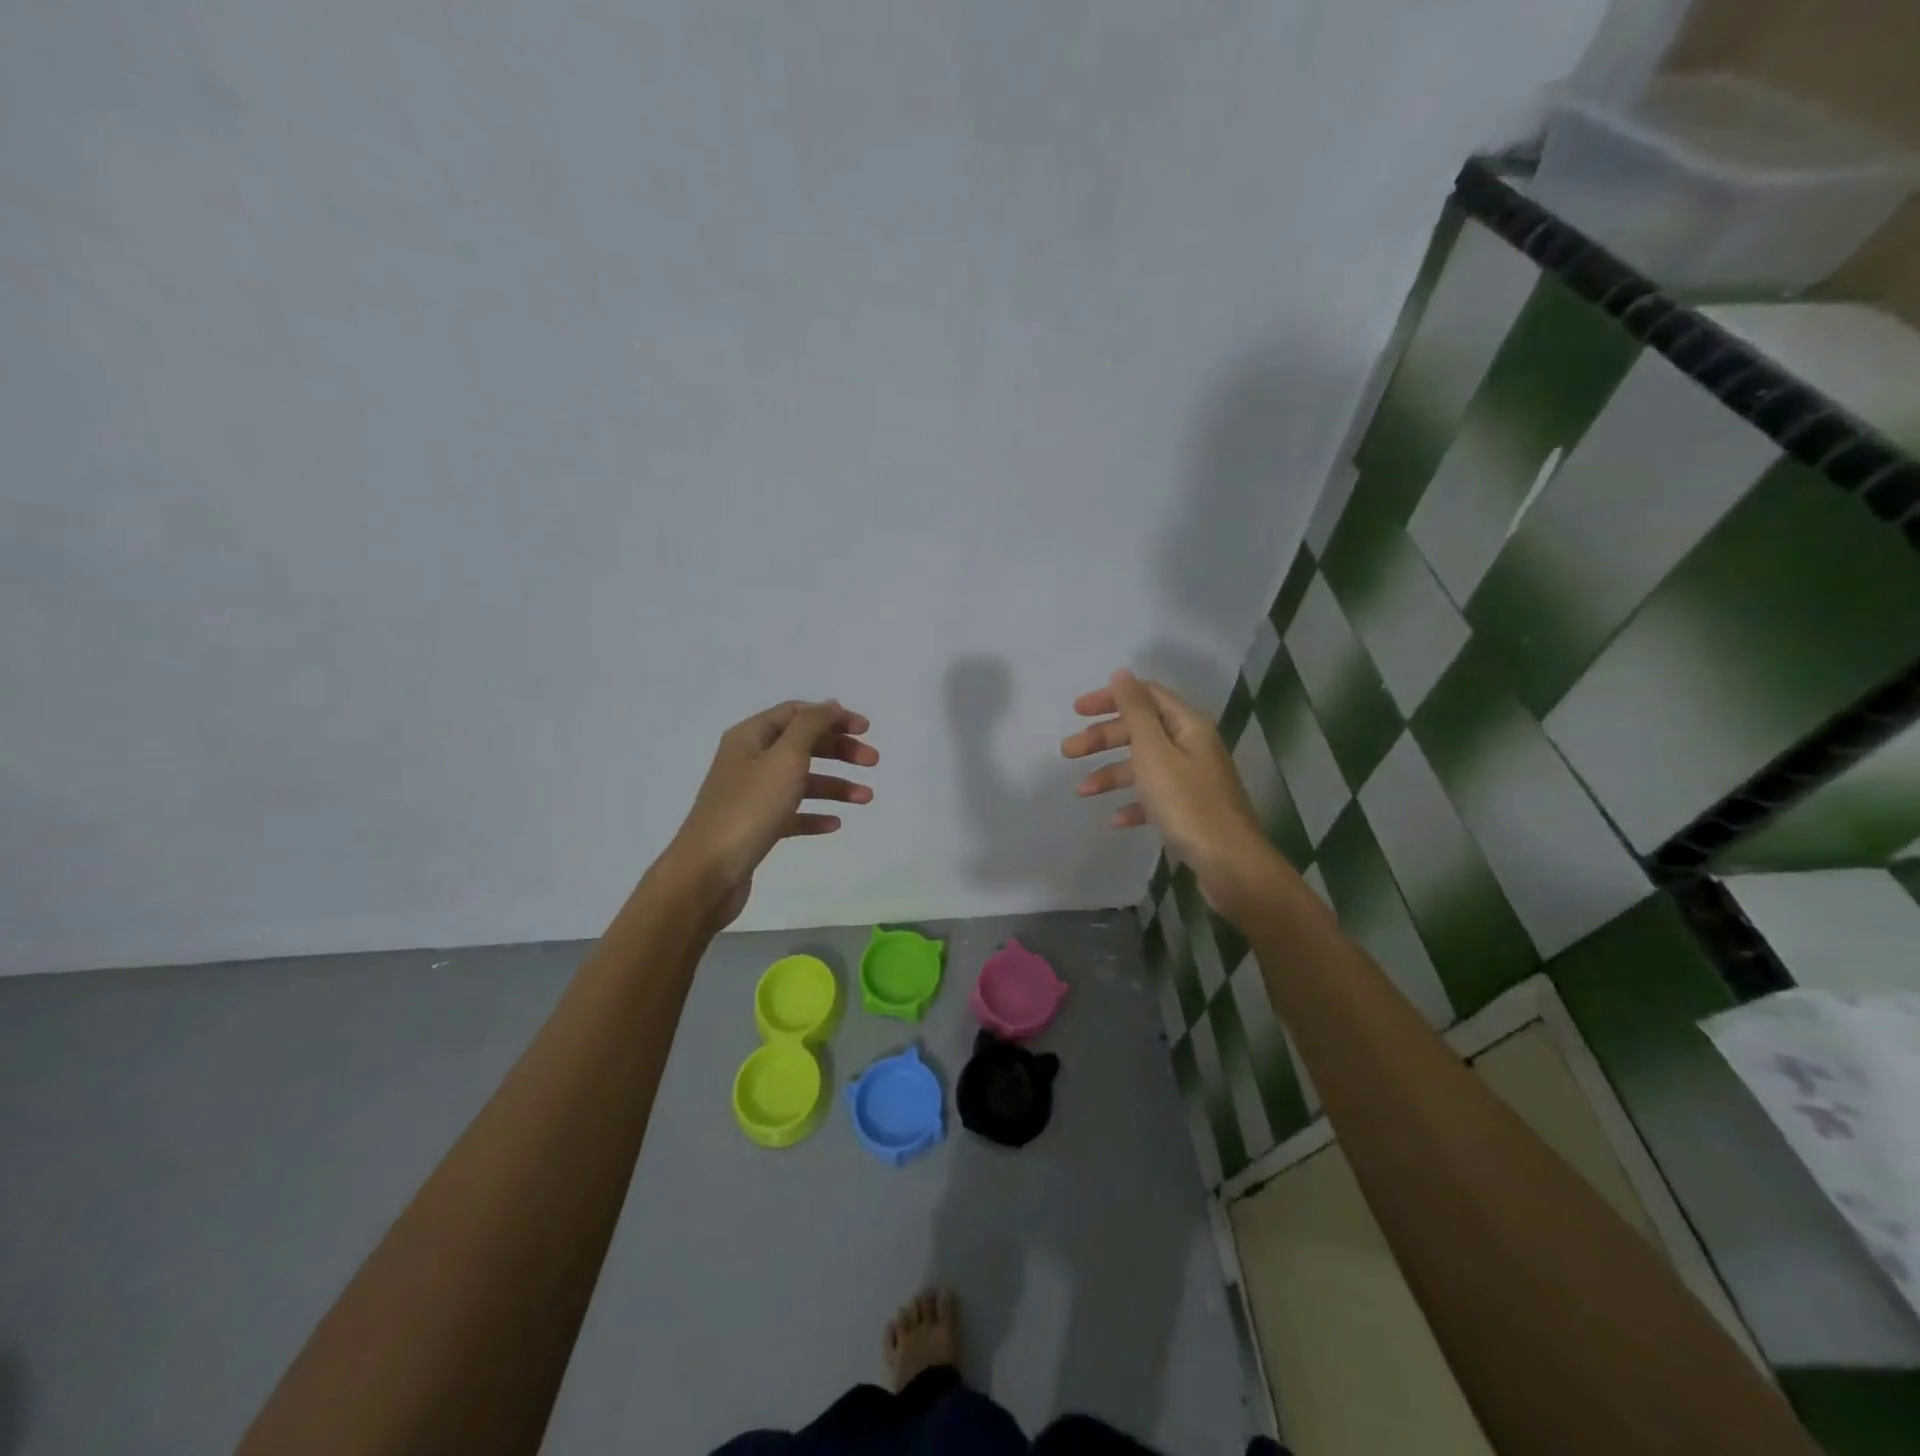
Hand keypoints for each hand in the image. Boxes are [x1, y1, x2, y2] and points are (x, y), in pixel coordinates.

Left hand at [660, 699, 876, 925]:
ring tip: (866, 799)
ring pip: (801, 781)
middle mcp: (749, 761)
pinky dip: (814, 814)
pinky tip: (834, 824)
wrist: (707, 872)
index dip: (832, 717)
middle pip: (802, 745)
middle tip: (872, 762)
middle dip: (839, 751)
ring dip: (835, 785)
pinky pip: (791, 813)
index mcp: (750, 737)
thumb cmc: (749, 808)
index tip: (866, 730)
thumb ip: (811, 726)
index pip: (797, 714)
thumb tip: (830, 705)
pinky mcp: (755, 826)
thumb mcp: (785, 758)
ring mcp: (751, 795)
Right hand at [1061, 670, 1282, 920]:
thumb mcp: (1154, 753)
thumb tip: (1122, 673)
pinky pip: (1155, 798)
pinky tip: (1115, 820)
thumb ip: (1136, 712)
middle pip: (1142, 731)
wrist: (1231, 865)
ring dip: (1111, 773)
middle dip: (1103, 739)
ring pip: (1144, 766)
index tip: (1076, 711)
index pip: (1146, 696)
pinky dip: (1133, 803)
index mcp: (1188, 726)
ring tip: (1081, 791)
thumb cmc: (1188, 805)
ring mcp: (1193, 779)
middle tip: (1068, 752)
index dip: (1110, 698)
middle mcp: (1193, 746)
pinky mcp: (1191, 810)